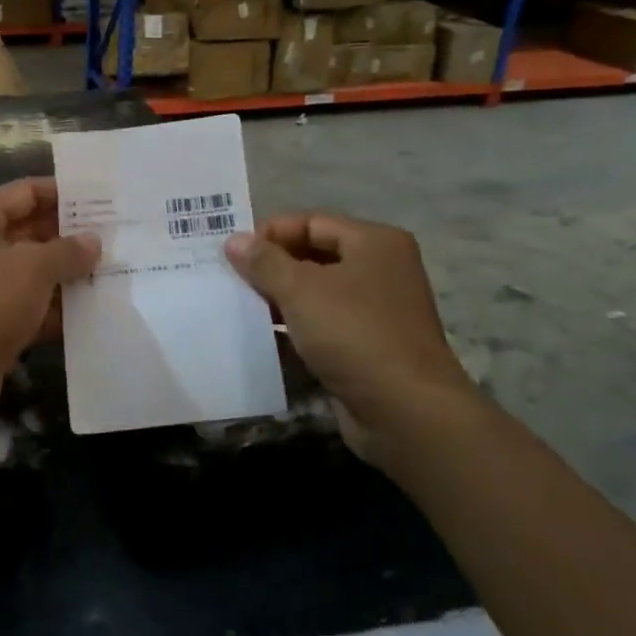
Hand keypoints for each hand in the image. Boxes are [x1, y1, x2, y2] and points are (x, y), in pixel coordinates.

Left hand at [0, 178, 99, 446]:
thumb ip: (67, 250)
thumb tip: (92, 241)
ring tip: (117, 272)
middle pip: (31, 230)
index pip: (26, 192)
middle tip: (119, 238)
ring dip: (69, 274)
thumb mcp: (32, 269)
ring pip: (33, 271)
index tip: (105, 201)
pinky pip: (29, 306)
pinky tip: (95, 312)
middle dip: (72, 236)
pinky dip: (57, 309)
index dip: (65, 194)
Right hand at [224, 213, 482, 472]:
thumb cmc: (355, 335)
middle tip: (228, 278)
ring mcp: (375, 312)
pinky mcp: (366, 348)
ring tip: (237, 307)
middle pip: (313, 256)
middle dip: (271, 267)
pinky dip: (293, 331)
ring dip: (278, 300)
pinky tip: (259, 340)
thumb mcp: (301, 290)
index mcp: (373, 243)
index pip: (312, 222)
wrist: (407, 414)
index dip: (270, 233)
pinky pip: (321, 328)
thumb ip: (265, 262)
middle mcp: (379, 271)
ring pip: (315, 294)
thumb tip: (235, 240)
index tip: (232, 252)